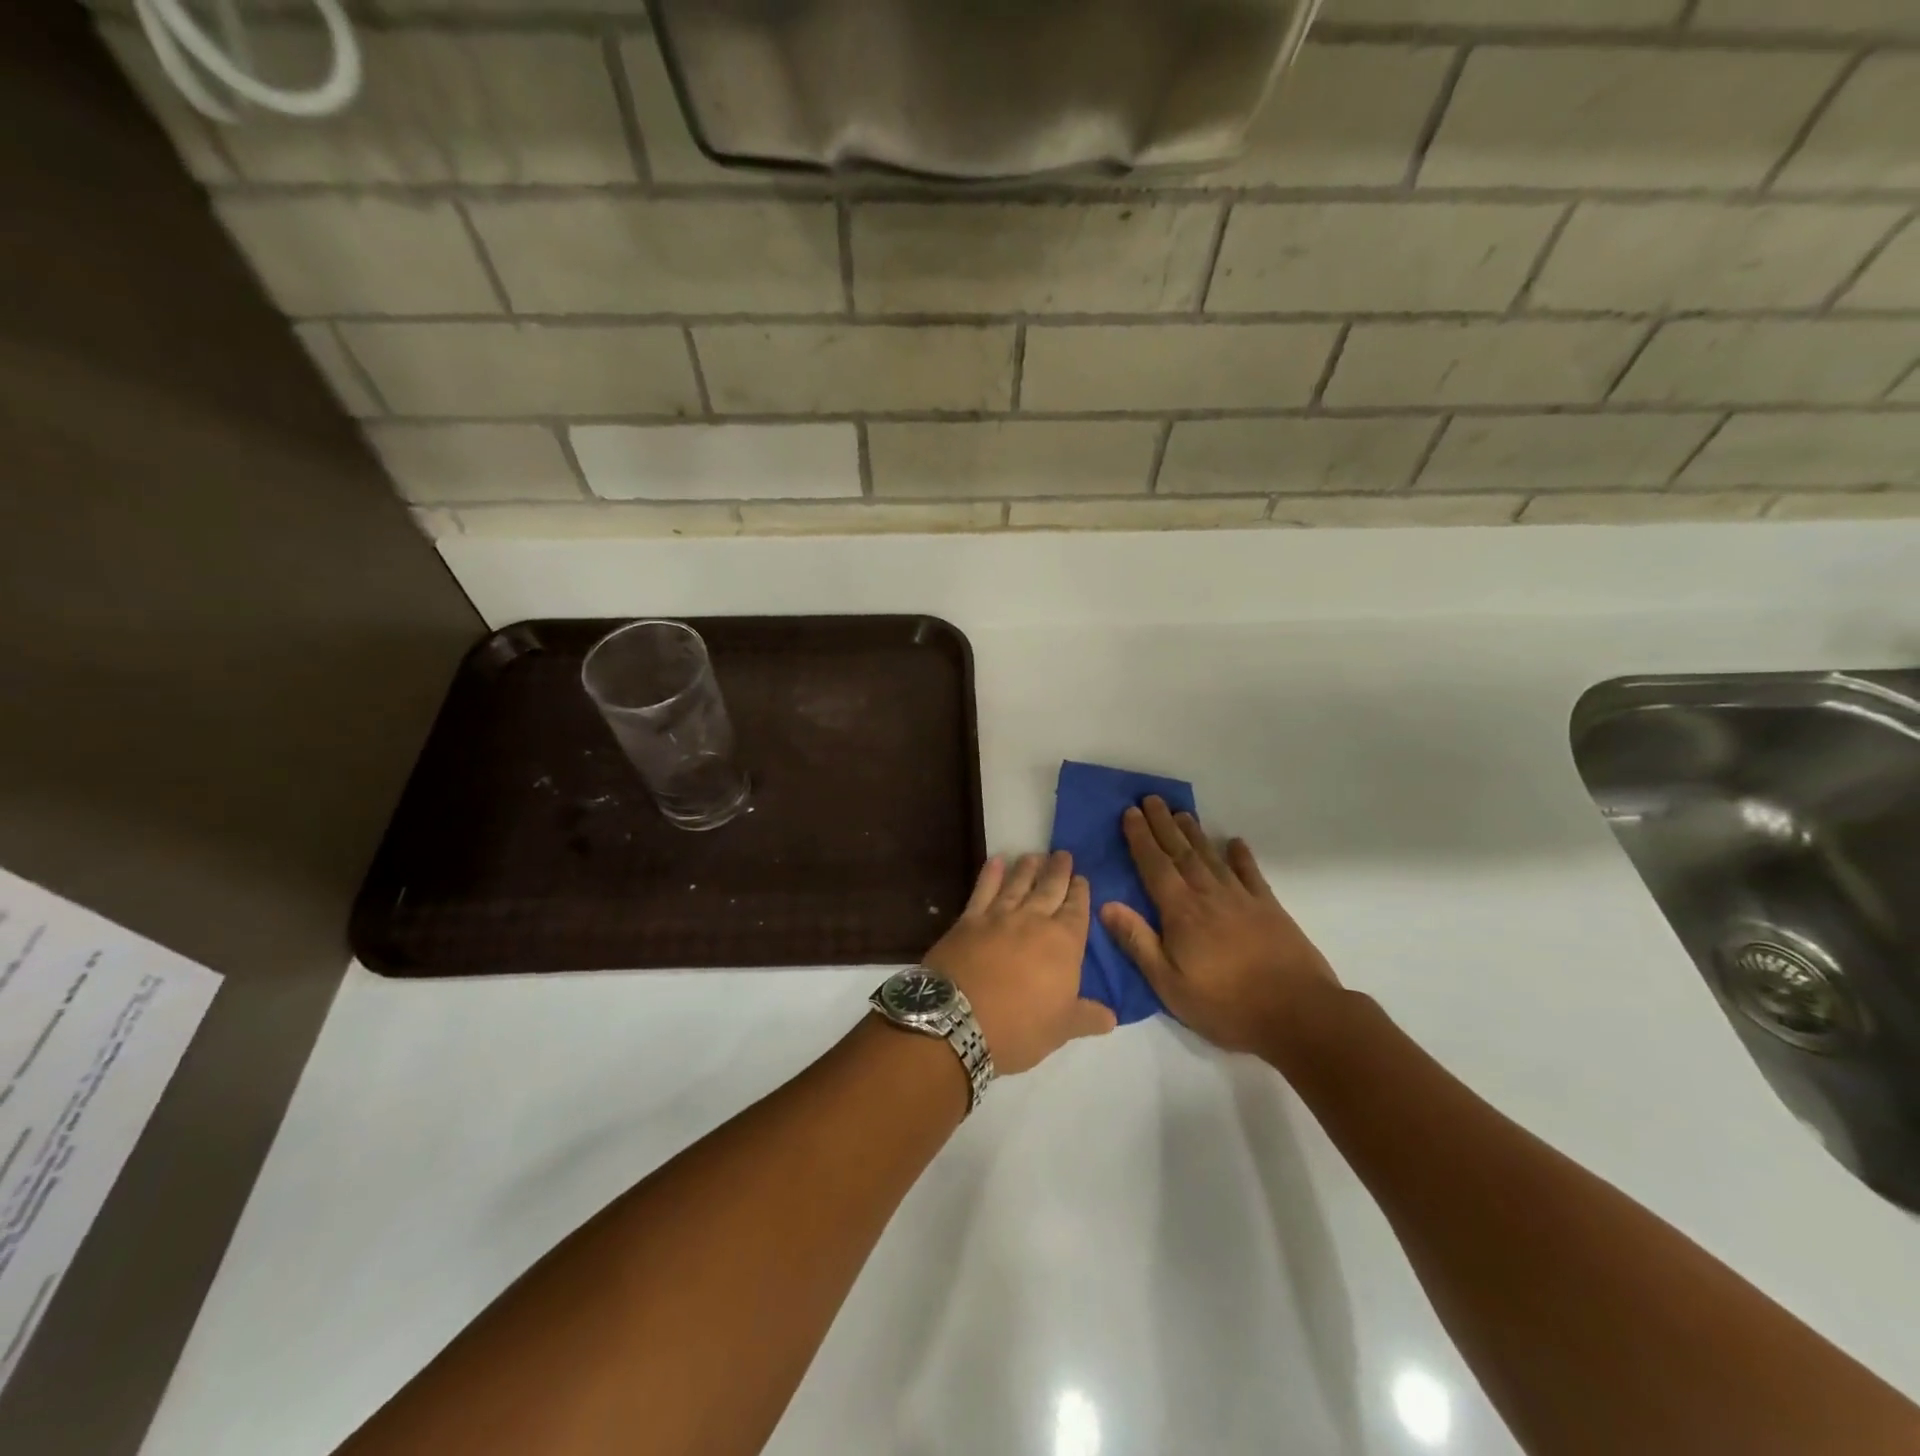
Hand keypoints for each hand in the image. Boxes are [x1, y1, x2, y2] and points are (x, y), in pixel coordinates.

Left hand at [922, 851, 1116, 1075]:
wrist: (958, 1018)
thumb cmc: (1019, 1027)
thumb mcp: (1061, 1029)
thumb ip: (1087, 1017)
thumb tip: (1112, 1017)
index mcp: (1064, 943)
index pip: (1077, 910)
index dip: (1080, 892)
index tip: (1081, 878)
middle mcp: (1034, 920)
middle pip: (1050, 888)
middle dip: (1058, 871)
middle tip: (1063, 854)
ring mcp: (999, 916)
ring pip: (1018, 884)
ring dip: (1027, 868)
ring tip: (1034, 855)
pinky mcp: (968, 920)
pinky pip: (982, 891)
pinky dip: (990, 874)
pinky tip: (995, 862)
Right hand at [1100, 797, 1341, 1065]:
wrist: (1299, 1014)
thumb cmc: (1226, 1005)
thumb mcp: (1169, 984)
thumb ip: (1138, 942)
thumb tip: (1105, 904)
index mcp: (1181, 912)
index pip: (1154, 866)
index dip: (1141, 838)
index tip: (1131, 812)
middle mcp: (1208, 895)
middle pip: (1181, 852)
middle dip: (1164, 824)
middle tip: (1152, 798)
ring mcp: (1242, 898)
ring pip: (1211, 857)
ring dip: (1194, 833)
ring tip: (1182, 812)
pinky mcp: (1269, 908)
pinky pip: (1251, 873)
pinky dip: (1241, 856)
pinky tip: (1235, 842)